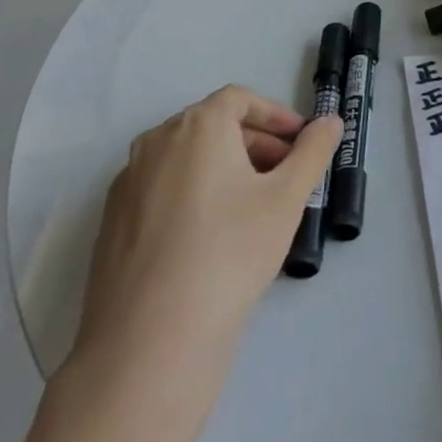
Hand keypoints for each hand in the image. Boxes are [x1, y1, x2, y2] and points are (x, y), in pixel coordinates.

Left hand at [69, 86, 340, 413]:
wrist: (149, 341)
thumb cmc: (230, 252)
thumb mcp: (287, 198)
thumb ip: (313, 151)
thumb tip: (330, 122)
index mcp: (196, 126)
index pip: (239, 99)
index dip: (275, 115)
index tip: (301, 142)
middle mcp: (155, 143)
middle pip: (212, 127)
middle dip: (256, 143)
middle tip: (287, 175)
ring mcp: (126, 184)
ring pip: (186, 160)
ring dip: (226, 169)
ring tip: (255, 208)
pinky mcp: (112, 224)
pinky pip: (162, 190)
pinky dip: (194, 195)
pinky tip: (213, 238)